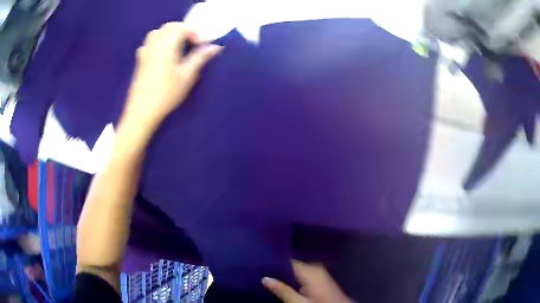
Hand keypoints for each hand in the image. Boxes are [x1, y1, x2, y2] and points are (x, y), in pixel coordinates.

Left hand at [122, 22, 221, 129]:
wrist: (142, 111)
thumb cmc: (167, 93)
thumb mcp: (187, 76)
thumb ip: (200, 58)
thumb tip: (215, 46)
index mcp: (168, 44)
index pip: (182, 28)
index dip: (194, 33)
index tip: (200, 46)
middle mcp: (155, 43)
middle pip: (169, 27)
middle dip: (182, 30)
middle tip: (191, 44)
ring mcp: (145, 52)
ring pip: (157, 33)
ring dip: (169, 34)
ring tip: (176, 47)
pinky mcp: (140, 61)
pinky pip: (148, 44)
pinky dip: (156, 43)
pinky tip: (160, 54)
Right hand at [262, 260, 353, 302]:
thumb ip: (282, 290)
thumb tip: (264, 278)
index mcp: (310, 270)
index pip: (287, 260)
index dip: (273, 262)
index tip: (259, 265)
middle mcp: (315, 267)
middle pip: (291, 265)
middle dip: (278, 270)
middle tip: (261, 273)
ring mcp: (319, 272)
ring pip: (296, 270)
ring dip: (285, 274)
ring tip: (269, 277)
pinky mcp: (320, 278)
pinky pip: (302, 274)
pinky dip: (293, 278)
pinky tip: (284, 283)